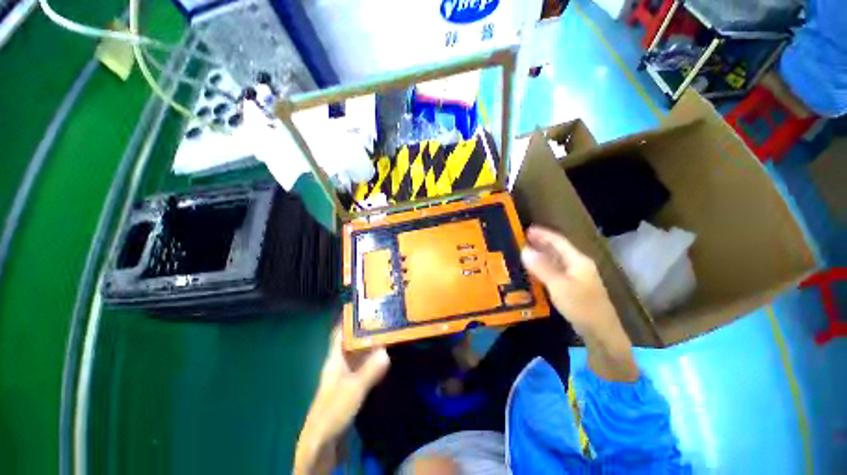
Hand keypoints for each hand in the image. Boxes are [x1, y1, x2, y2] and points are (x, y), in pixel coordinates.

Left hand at [295, 327, 389, 473]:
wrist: (322, 442)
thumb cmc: (333, 410)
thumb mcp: (354, 388)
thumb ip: (370, 370)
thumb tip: (386, 351)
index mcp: (335, 359)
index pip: (339, 333)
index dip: (348, 320)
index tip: (363, 308)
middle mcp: (339, 364)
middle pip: (352, 342)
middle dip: (365, 330)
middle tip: (383, 319)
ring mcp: (345, 376)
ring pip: (358, 354)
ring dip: (370, 345)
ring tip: (387, 334)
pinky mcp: (351, 387)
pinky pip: (363, 367)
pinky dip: (372, 360)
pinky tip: (383, 358)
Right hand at [521, 226, 637, 381]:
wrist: (601, 333)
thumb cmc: (581, 306)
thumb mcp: (559, 285)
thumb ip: (541, 267)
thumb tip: (524, 250)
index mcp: (578, 261)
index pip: (559, 241)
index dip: (543, 234)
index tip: (527, 229)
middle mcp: (579, 265)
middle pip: (559, 249)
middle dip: (542, 242)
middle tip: (524, 238)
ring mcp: (578, 277)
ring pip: (558, 260)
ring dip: (543, 254)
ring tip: (527, 251)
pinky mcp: (575, 288)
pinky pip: (557, 271)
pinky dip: (546, 267)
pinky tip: (537, 270)